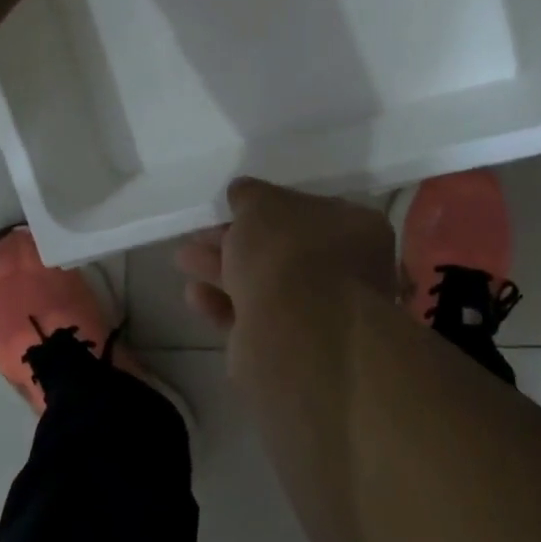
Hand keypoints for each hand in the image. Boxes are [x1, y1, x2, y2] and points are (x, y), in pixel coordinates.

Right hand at [176, 178, 397, 353]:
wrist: (296, 331)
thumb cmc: (289, 252)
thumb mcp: (261, 204)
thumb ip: (249, 196)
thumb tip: (243, 194)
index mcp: (356, 228)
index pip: (308, 210)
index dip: (265, 208)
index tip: (229, 210)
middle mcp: (348, 270)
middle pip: (282, 250)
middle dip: (236, 242)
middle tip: (198, 237)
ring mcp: (323, 313)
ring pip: (266, 285)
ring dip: (223, 271)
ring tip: (184, 262)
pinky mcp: (294, 347)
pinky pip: (255, 319)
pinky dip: (224, 305)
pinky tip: (195, 296)